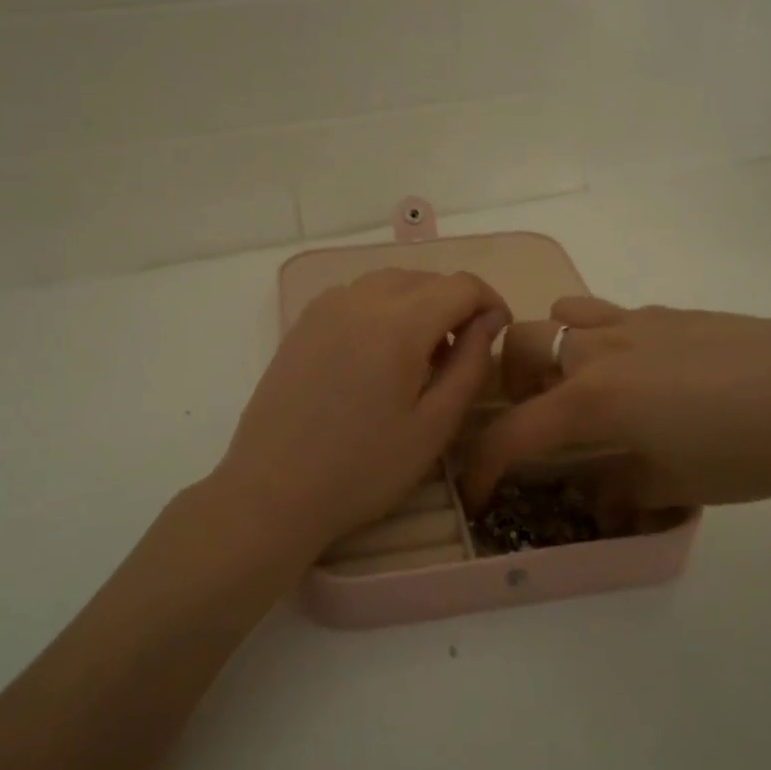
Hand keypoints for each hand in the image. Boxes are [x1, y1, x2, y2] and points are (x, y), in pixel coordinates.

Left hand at [217, 269, 510, 555]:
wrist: (272, 491)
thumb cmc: (364, 468)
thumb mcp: (434, 425)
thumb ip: (469, 364)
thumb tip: (489, 320)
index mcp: (399, 323)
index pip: (461, 285)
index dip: (489, 302)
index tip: (498, 333)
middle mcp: (360, 299)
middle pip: (424, 278)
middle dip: (454, 304)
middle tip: (460, 354)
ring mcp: (325, 308)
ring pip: (389, 284)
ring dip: (418, 305)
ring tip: (420, 357)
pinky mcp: (302, 324)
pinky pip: (356, 298)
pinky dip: (382, 310)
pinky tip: (378, 357)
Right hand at [462, 297, 770, 513]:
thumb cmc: (747, 450)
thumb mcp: (674, 485)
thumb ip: (618, 490)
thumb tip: (594, 497)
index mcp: (592, 398)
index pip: (513, 432)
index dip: (485, 467)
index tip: (479, 493)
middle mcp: (600, 349)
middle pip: (519, 346)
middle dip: (509, 383)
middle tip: (537, 419)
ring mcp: (636, 322)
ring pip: (562, 316)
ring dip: (552, 350)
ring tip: (582, 387)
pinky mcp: (672, 313)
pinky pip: (611, 315)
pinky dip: (600, 341)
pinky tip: (645, 375)